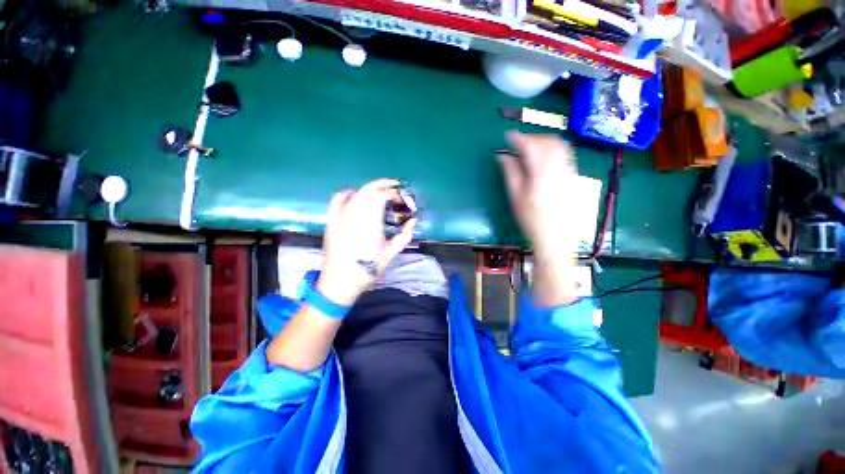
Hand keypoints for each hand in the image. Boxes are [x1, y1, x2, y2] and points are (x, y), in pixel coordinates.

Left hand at [317, 179, 416, 306]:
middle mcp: (354, 213)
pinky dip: (347, 193)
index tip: (401, 200)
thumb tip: (413, 221)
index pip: (382, 196)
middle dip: (383, 184)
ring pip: (355, 192)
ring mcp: (341, 215)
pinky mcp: (331, 220)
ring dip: (370, 189)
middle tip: (395, 187)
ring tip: (379, 191)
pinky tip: (354, 195)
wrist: (340, 281)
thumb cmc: (368, 268)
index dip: (394, 194)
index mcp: (370, 221)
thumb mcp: (391, 253)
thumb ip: (404, 235)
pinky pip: (337, 199)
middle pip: (369, 189)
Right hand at [497, 132, 579, 305]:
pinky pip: (566, 154)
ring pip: (559, 145)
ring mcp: (569, 171)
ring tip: (530, 147)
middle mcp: (558, 167)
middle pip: (547, 141)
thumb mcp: (515, 197)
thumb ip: (510, 173)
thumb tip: (502, 156)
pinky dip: (554, 148)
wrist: (556, 238)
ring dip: (544, 141)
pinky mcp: (573, 176)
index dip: (518, 138)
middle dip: (532, 137)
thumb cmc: (531, 220)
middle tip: (518, 142)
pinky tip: (545, 156)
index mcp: (541, 173)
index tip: (507, 136)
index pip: (530, 146)